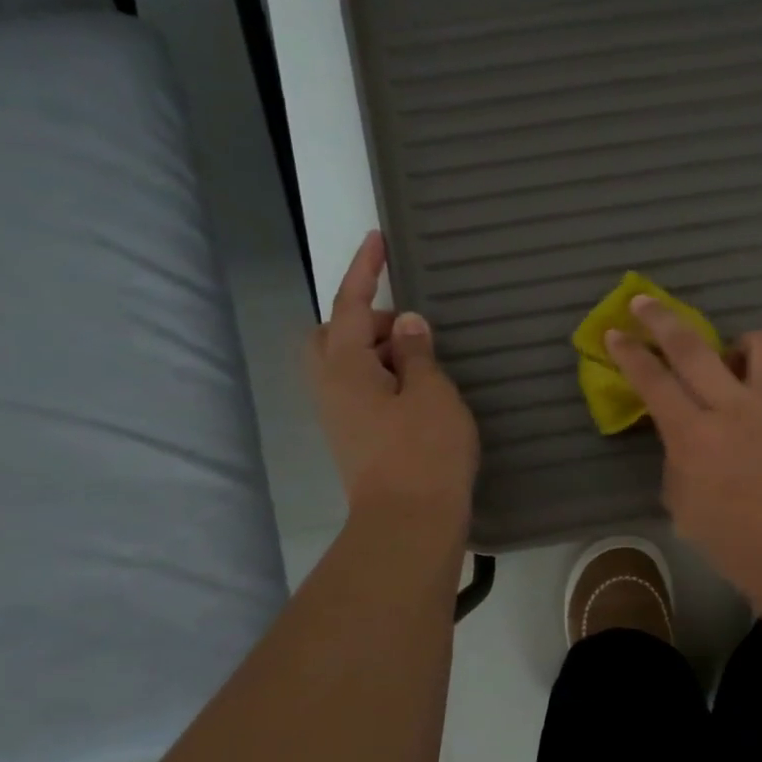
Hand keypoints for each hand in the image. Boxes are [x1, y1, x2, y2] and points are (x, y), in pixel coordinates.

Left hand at [308, 231, 477, 521]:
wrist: (409, 522)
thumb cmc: (424, 451)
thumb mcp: (431, 392)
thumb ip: (417, 352)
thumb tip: (407, 325)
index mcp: (345, 367)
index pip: (350, 305)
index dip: (365, 269)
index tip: (377, 238)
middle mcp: (330, 387)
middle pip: (332, 334)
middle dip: (364, 318)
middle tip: (408, 327)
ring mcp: (338, 415)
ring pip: (346, 363)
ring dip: (377, 349)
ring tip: (422, 358)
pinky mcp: (353, 436)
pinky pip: (360, 388)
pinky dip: (382, 375)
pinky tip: (416, 388)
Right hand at [606, 297, 761, 598]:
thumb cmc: (733, 541)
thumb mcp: (682, 504)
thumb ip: (677, 457)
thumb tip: (683, 432)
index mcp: (694, 436)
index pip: (652, 380)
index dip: (629, 352)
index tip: (614, 332)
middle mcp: (734, 408)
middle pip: (692, 346)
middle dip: (660, 318)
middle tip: (644, 303)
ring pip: (760, 343)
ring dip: (739, 344)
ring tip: (734, 361)